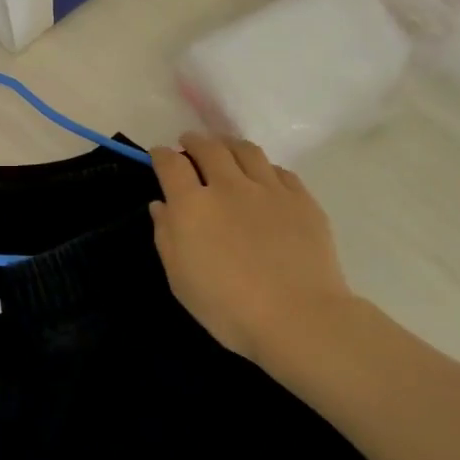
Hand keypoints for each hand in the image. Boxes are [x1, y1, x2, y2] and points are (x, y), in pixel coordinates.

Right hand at [149, 132, 356, 369]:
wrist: (298, 318)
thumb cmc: (226, 307)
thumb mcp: (179, 278)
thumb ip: (166, 236)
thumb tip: (161, 205)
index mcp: (192, 205)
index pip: (171, 164)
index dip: (161, 154)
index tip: (158, 155)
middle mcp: (228, 186)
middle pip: (208, 147)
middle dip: (194, 141)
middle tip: (189, 143)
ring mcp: (269, 189)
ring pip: (246, 150)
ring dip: (228, 145)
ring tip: (224, 149)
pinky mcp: (301, 199)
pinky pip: (279, 170)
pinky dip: (263, 168)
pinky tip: (262, 177)